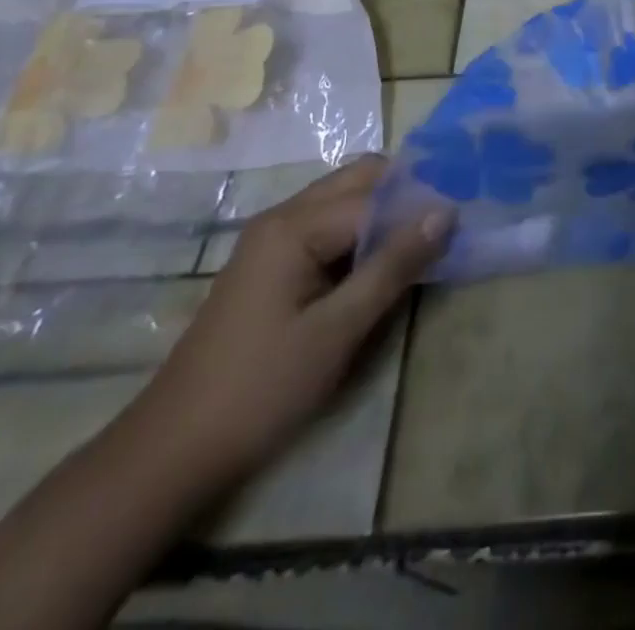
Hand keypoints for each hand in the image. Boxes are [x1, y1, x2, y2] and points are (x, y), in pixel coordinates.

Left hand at [129, 156, 453, 481]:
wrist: (170, 454)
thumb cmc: (260, 389)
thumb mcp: (337, 330)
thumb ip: (393, 266)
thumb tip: (445, 212)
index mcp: (295, 225)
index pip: (376, 196)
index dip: (421, 207)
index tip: (464, 223)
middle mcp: (282, 217)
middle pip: (359, 180)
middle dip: (404, 195)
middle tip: (445, 226)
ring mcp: (272, 239)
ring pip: (344, 200)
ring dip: (384, 213)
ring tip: (423, 243)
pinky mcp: (270, 264)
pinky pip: (327, 226)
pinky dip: (361, 233)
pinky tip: (382, 263)